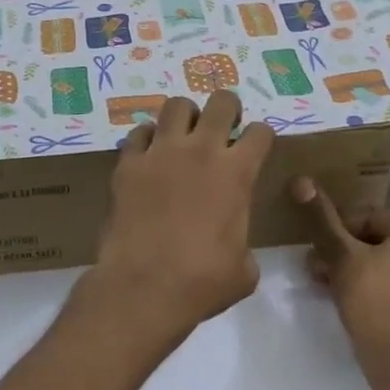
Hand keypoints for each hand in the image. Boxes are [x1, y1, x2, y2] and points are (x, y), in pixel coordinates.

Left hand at [87, 92, 275, 351]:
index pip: (260, 132)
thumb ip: (244, 245)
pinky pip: (138, 133)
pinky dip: (147, 139)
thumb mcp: (244, 270)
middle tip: (223, 128)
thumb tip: (236, 250)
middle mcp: (201, 151)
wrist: (144, 287)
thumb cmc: (202, 282)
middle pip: (221, 102)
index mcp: (237, 172)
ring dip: (185, 116)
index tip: (256, 149)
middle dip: (227, 109)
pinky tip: (149, 156)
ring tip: (184, 135)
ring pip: (176, 105)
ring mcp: (161, 153)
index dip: (261, 138)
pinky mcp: (128, 164)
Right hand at [294, 178, 389, 353]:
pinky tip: (369, 316)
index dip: (338, 231)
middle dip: (350, 256)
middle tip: (321, 273)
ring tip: (338, 295)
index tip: (317, 250)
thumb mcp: (340, 254)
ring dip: (368, 278)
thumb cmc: (371, 296)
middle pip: (384, 246)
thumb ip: (323, 219)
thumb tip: (302, 181)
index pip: (370, 219)